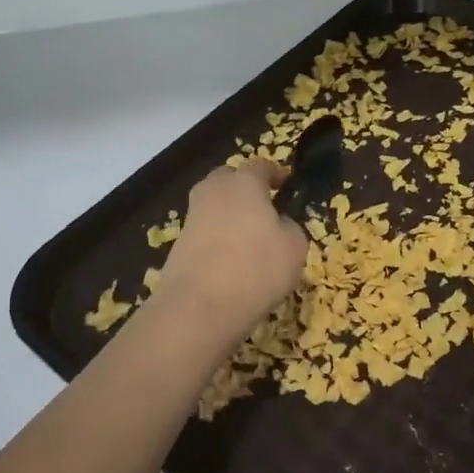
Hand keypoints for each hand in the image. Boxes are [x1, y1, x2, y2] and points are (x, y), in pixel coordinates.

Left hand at [158, 159, 308, 335]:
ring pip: (214, 205)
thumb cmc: (257, 268)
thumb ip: (290, 227)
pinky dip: (217, 238)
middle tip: (263, 207)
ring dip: (229, 214)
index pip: (261, 166)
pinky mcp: (178, 242)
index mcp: (244, 183)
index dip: (276, 173)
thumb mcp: (294, 247)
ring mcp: (192, 216)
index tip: (286, 183)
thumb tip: (278, 224)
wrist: (199, 306)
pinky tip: (230, 259)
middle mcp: (214, 190)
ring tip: (248, 238)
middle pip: (230, 179)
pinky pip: (205, 230)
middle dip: (245, 188)